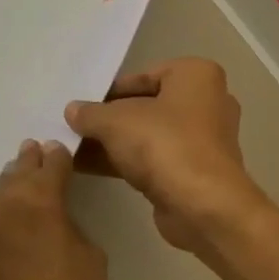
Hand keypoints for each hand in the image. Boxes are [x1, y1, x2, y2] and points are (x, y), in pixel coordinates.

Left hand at [0, 140, 107, 279]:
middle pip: (5, 188)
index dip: (54, 160)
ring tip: (8, 265)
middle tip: (36, 210)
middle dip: (22, 193)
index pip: (45, 163)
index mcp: (29, 202)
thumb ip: (64, 219)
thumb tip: (46, 205)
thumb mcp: (90, 257)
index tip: (55, 157)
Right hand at [65, 58, 269, 254]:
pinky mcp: (196, 170)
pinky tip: (86, 167)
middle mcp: (209, 102)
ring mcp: (204, 139)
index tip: (82, 104)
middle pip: (148, 106)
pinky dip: (126, 161)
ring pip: (151, 134)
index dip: (111, 90)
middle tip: (72, 125)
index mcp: (198, 76)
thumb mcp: (116, 121)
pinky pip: (155, 158)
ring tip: (69, 147)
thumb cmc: (164, 144)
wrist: (202, 204)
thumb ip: (91, 113)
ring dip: (113, 142)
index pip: (146, 75)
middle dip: (110, 118)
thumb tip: (74, 110)